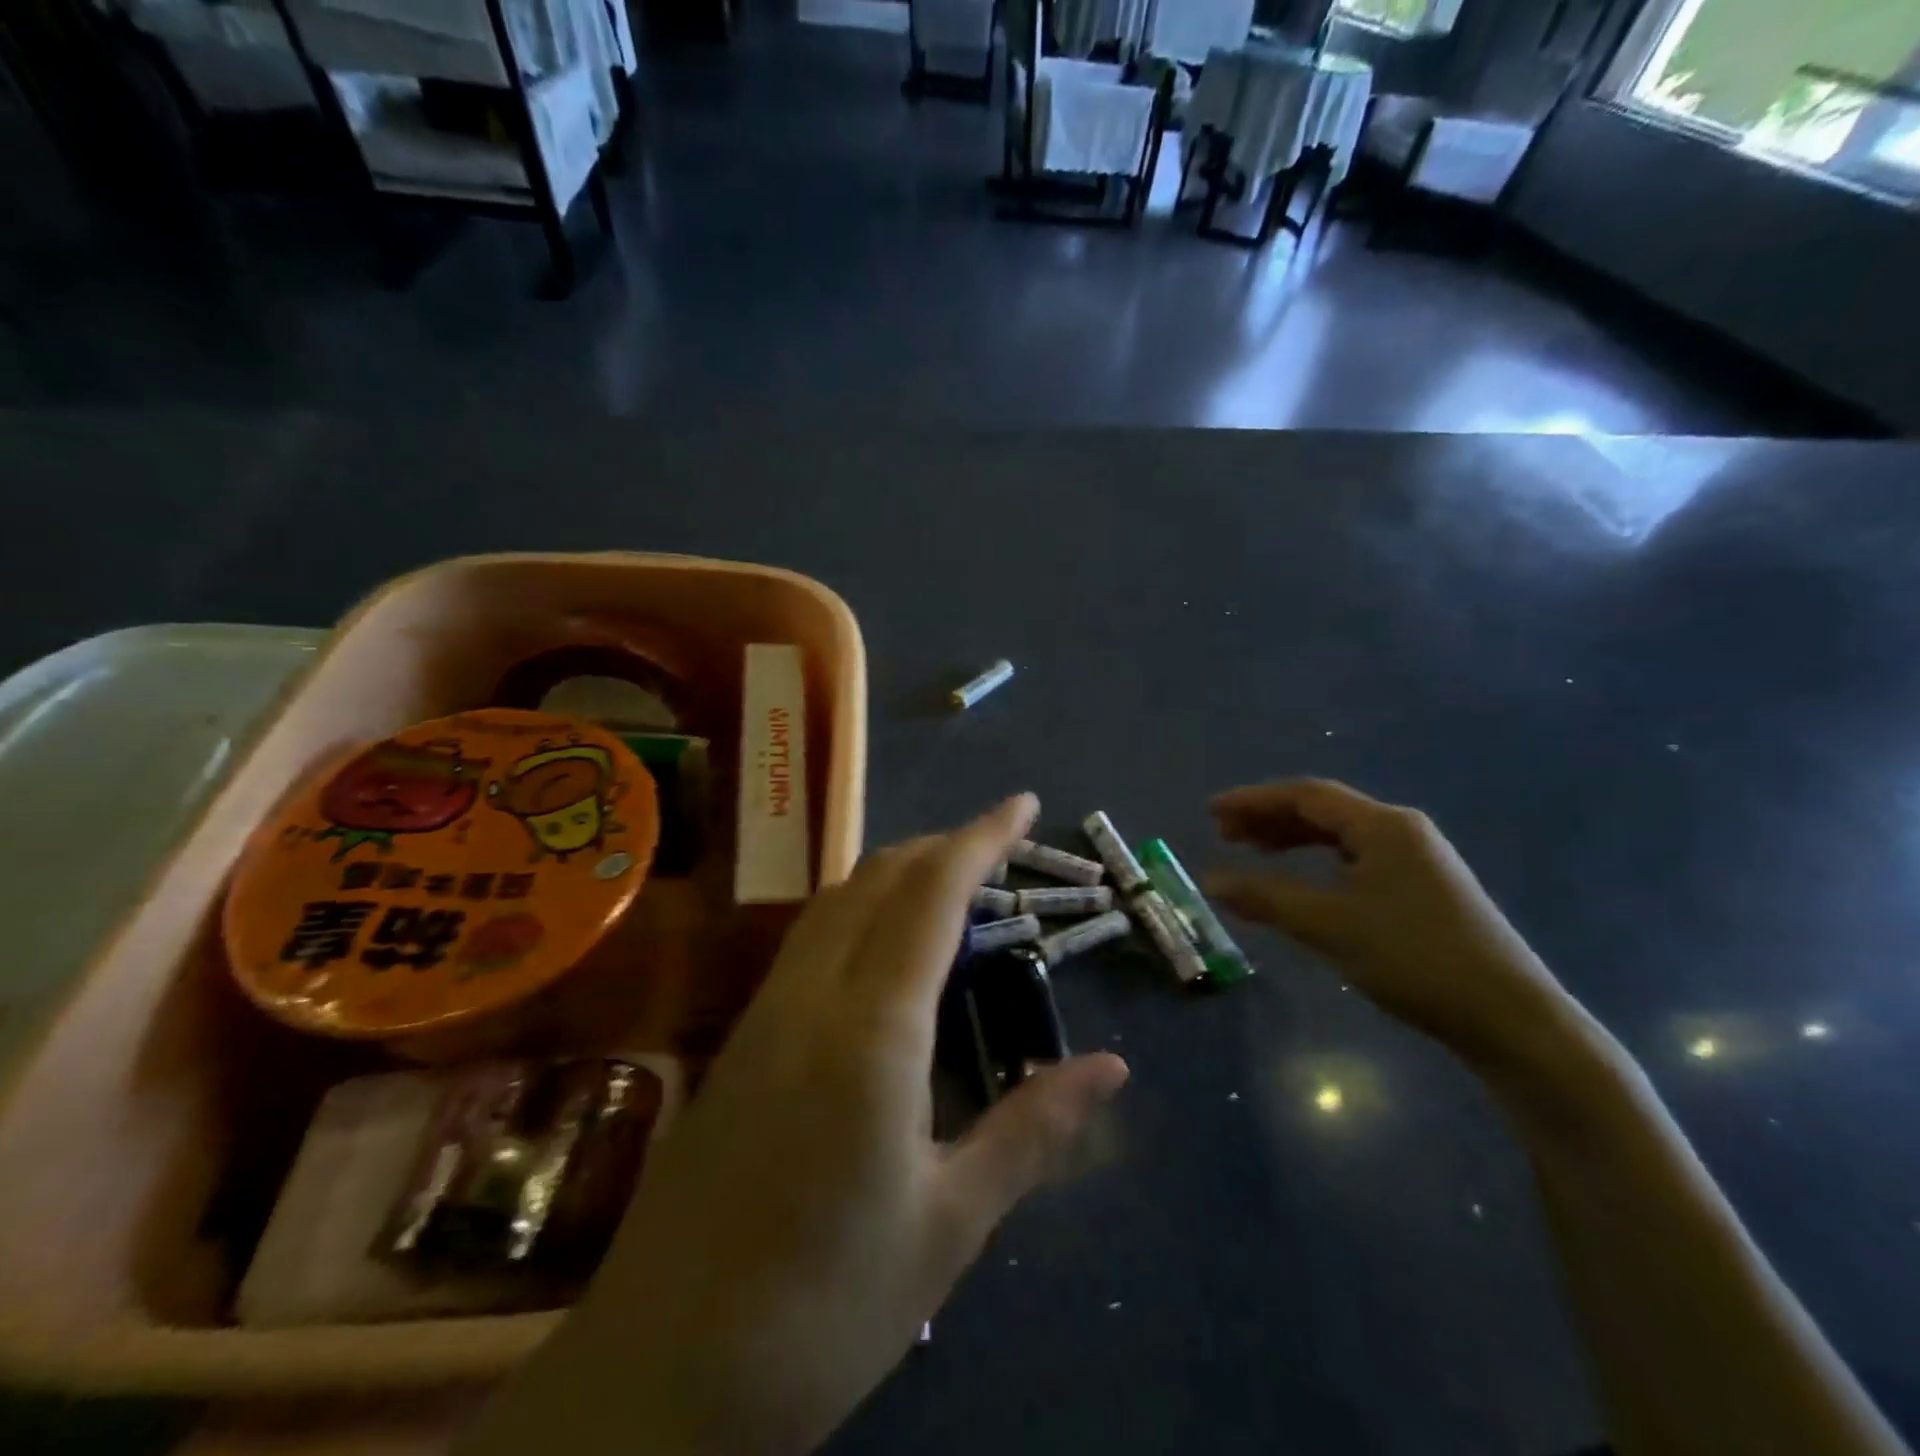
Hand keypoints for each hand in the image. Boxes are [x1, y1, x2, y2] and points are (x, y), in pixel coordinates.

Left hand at [539, 796, 1129, 1455]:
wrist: (662, 1374)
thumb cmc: (825, 1305)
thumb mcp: (948, 1223)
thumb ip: (1031, 1130)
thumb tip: (1112, 1068)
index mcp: (871, 1030)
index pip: (932, 895)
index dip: (980, 838)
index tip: (1023, 804)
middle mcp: (811, 997)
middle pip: (877, 879)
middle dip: (941, 844)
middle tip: (998, 845)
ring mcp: (765, 1013)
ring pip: (836, 900)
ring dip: (896, 871)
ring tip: (950, 879)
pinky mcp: (742, 1040)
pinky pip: (810, 939)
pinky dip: (860, 908)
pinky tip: (883, 945)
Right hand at [1204, 779, 1573, 1069]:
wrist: (1510, 1018)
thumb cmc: (1414, 958)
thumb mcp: (1329, 926)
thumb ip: (1266, 898)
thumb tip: (1210, 880)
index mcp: (1382, 826)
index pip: (1305, 796)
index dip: (1254, 801)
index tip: (1211, 813)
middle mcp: (1401, 831)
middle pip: (1323, 810)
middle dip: (1270, 819)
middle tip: (1225, 835)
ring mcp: (1418, 859)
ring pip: (1340, 836)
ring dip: (1293, 840)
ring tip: (1253, 853)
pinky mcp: (1425, 888)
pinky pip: (1357, 859)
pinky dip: (1319, 864)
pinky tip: (1302, 882)